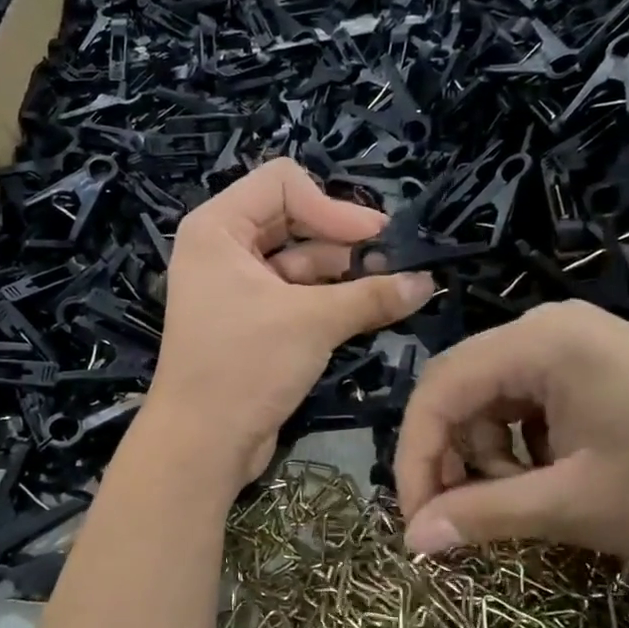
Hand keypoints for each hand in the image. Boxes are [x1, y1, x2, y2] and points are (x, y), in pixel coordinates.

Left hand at [148, 160, 434, 482]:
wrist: (201, 444)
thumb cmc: (244, 366)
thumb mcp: (312, 322)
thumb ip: (371, 295)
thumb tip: (426, 282)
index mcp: (218, 228)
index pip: (283, 183)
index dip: (331, 205)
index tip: (374, 239)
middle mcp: (222, 249)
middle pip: (293, 220)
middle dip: (342, 240)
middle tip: (392, 262)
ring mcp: (235, 286)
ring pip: (299, 260)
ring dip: (343, 273)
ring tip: (390, 289)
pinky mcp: (251, 321)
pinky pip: (295, 294)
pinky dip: (329, 299)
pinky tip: (369, 310)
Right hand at [394, 300, 628, 575]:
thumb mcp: (575, 506)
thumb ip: (484, 515)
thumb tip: (413, 540)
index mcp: (540, 341)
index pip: (438, 390)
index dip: (415, 457)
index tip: (415, 523)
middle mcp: (552, 329)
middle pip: (462, 390)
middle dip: (452, 458)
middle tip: (461, 520)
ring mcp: (581, 346)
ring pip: (494, 401)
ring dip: (489, 457)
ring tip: (522, 505)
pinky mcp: (602, 371)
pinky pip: (531, 405)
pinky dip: (523, 448)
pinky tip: (551, 482)